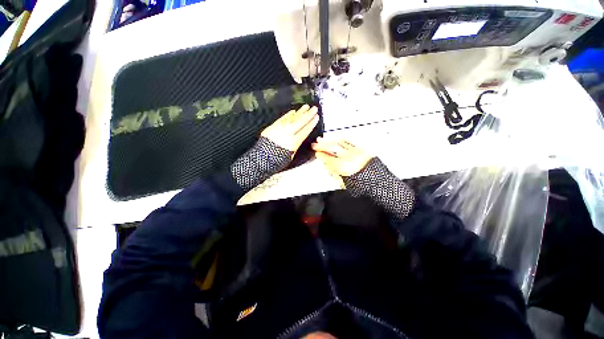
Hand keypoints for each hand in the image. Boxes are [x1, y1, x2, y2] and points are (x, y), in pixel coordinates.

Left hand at [261, 105, 318, 155]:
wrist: (261, 159)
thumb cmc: (276, 160)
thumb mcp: (290, 155)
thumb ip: (295, 145)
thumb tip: (299, 137)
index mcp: (293, 142)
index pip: (305, 130)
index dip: (311, 124)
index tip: (316, 118)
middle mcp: (287, 134)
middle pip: (300, 122)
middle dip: (308, 115)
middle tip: (314, 108)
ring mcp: (279, 129)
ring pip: (292, 118)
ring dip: (300, 112)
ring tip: (306, 107)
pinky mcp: (273, 127)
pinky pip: (282, 119)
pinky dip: (288, 115)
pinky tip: (293, 112)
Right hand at [312, 137, 372, 176]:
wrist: (377, 181)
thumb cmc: (361, 184)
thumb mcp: (344, 182)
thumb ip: (334, 172)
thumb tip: (327, 165)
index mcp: (343, 166)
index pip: (328, 158)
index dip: (321, 155)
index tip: (316, 153)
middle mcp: (348, 157)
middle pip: (332, 148)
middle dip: (322, 145)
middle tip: (315, 144)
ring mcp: (355, 152)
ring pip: (339, 143)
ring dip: (329, 140)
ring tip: (322, 139)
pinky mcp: (361, 150)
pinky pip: (349, 142)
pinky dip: (341, 140)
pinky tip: (337, 138)